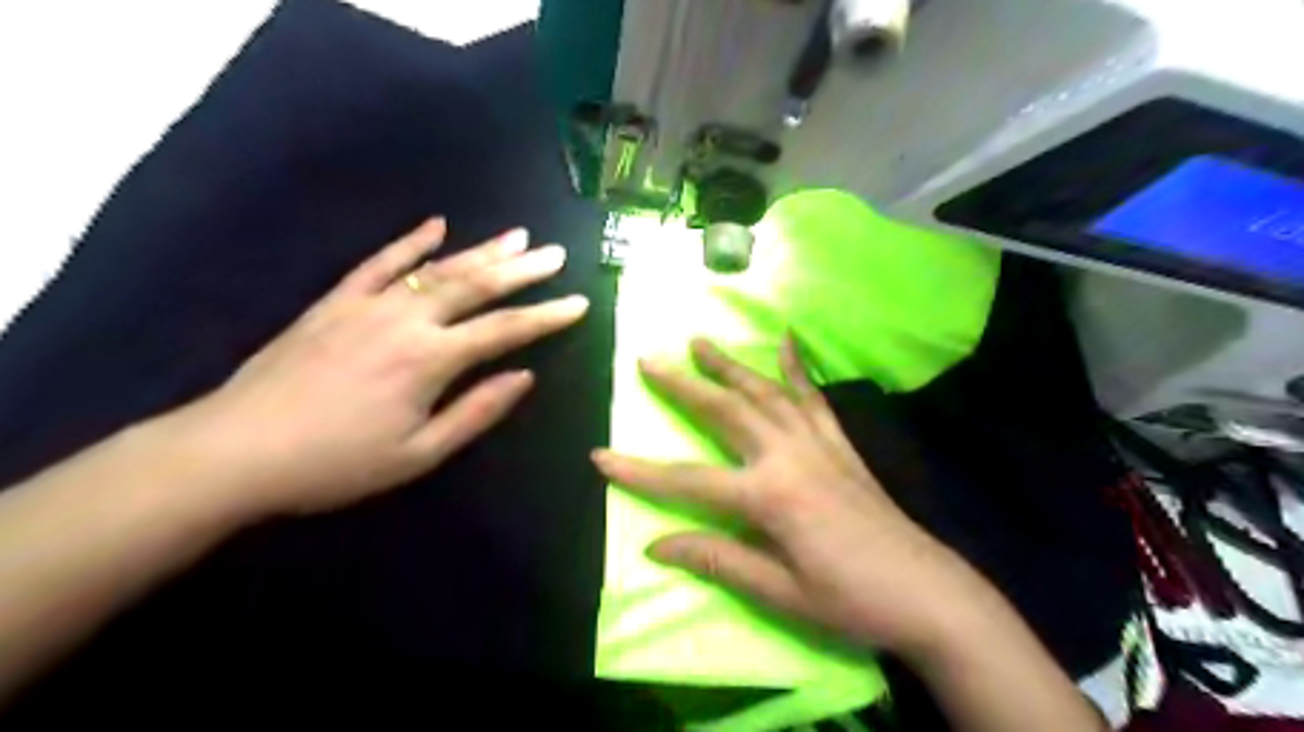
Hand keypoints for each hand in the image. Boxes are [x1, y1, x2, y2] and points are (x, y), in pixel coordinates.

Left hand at [177, 218, 586, 520]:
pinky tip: (437, 225)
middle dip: (522, 270)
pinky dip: (410, 242)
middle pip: (476, 286)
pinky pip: (379, 263)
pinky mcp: (335, 302)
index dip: (546, 317)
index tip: (579, 303)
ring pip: (436, 269)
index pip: (504, 330)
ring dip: (481, 251)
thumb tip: (524, 377)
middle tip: (556, 254)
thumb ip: (476, 412)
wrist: (235, 451)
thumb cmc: (337, 464)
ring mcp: (367, 304)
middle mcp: (406, 320)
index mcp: (430, 360)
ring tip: (517, 235)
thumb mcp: (418, 454)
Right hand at [596, 335, 984, 658]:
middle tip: (649, 359)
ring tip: (700, 340)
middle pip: (725, 412)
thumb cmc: (851, 600)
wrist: (929, 593)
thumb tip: (656, 545)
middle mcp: (789, 456)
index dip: (640, 472)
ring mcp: (818, 443)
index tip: (600, 456)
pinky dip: (797, 368)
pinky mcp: (841, 444)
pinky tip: (787, 341)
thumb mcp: (779, 592)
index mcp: (769, 496)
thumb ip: (717, 559)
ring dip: (729, 365)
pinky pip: (814, 397)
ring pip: (765, 392)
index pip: (688, 481)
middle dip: (683, 385)